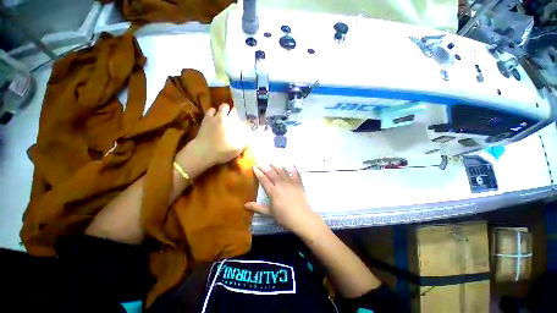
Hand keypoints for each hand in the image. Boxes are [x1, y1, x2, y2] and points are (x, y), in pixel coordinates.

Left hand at [179, 103, 248, 168]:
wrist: (203, 151)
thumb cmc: (222, 152)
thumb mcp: (237, 149)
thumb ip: (245, 140)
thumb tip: (250, 134)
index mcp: (237, 127)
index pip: (244, 120)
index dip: (246, 120)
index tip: (246, 123)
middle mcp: (229, 120)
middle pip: (236, 111)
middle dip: (237, 113)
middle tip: (236, 118)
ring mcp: (218, 117)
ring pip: (225, 106)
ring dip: (227, 109)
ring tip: (226, 114)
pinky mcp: (207, 118)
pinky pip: (212, 109)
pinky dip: (214, 111)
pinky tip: (215, 116)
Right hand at [244, 164, 321, 234]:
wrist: (301, 217)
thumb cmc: (283, 216)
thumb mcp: (269, 213)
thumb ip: (257, 208)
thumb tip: (244, 205)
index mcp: (272, 191)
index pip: (263, 179)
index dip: (258, 172)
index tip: (254, 166)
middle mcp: (281, 184)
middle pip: (272, 173)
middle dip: (265, 166)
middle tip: (260, 160)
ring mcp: (290, 183)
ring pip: (283, 171)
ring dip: (277, 166)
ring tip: (272, 162)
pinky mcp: (298, 184)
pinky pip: (296, 174)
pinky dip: (294, 169)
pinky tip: (292, 165)